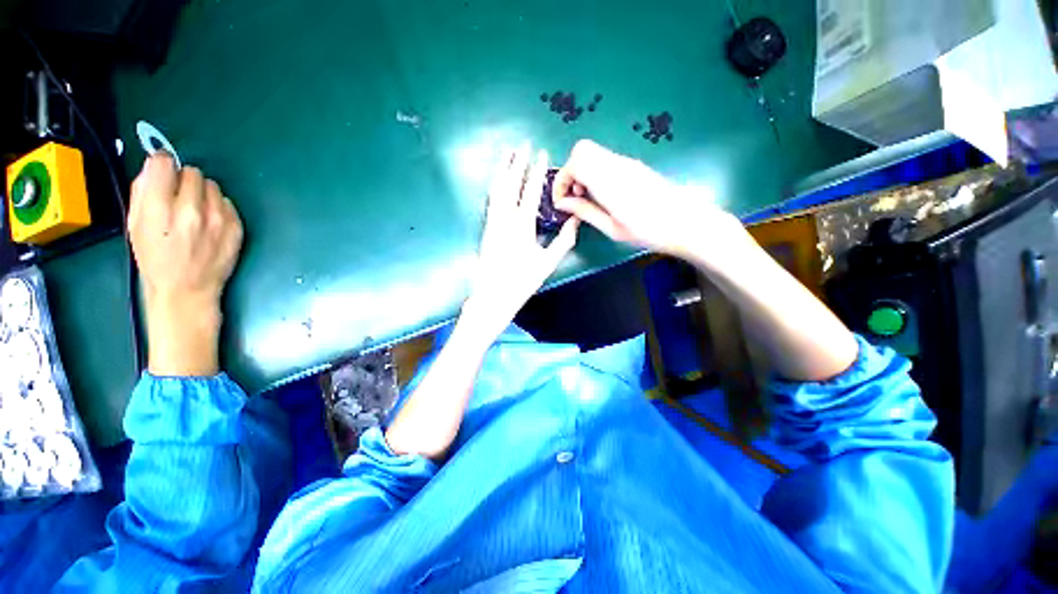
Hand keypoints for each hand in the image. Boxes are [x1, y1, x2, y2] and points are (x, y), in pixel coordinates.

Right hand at [129, 153, 243, 376]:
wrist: (188, 290)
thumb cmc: (156, 260)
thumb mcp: (135, 225)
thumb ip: (142, 192)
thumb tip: (154, 166)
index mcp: (159, 208)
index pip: (164, 163)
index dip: (162, 165)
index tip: (162, 172)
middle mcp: (192, 209)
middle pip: (192, 172)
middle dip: (183, 181)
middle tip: (179, 197)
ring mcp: (218, 219)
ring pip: (212, 186)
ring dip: (202, 193)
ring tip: (195, 211)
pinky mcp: (237, 227)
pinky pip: (228, 203)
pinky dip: (218, 207)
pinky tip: (210, 222)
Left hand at [463, 144, 579, 336]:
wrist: (492, 296)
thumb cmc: (521, 281)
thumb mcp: (547, 263)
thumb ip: (563, 242)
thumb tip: (576, 222)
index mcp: (522, 225)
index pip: (530, 191)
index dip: (536, 171)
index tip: (541, 153)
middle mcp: (504, 219)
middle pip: (510, 184)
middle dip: (516, 162)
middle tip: (522, 144)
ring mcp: (492, 222)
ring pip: (496, 190)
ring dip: (502, 170)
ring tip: (507, 154)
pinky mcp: (486, 228)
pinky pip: (491, 201)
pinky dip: (495, 186)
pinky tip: (497, 182)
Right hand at [553, 140, 738, 259]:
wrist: (686, 222)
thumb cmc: (648, 231)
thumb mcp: (612, 228)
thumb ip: (585, 212)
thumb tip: (562, 203)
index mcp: (609, 182)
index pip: (574, 163)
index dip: (561, 180)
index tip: (561, 201)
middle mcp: (617, 165)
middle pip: (582, 150)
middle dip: (570, 171)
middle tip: (574, 195)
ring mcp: (627, 163)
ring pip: (593, 153)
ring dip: (582, 171)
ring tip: (587, 198)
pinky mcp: (633, 166)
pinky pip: (605, 160)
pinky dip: (595, 172)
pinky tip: (602, 195)